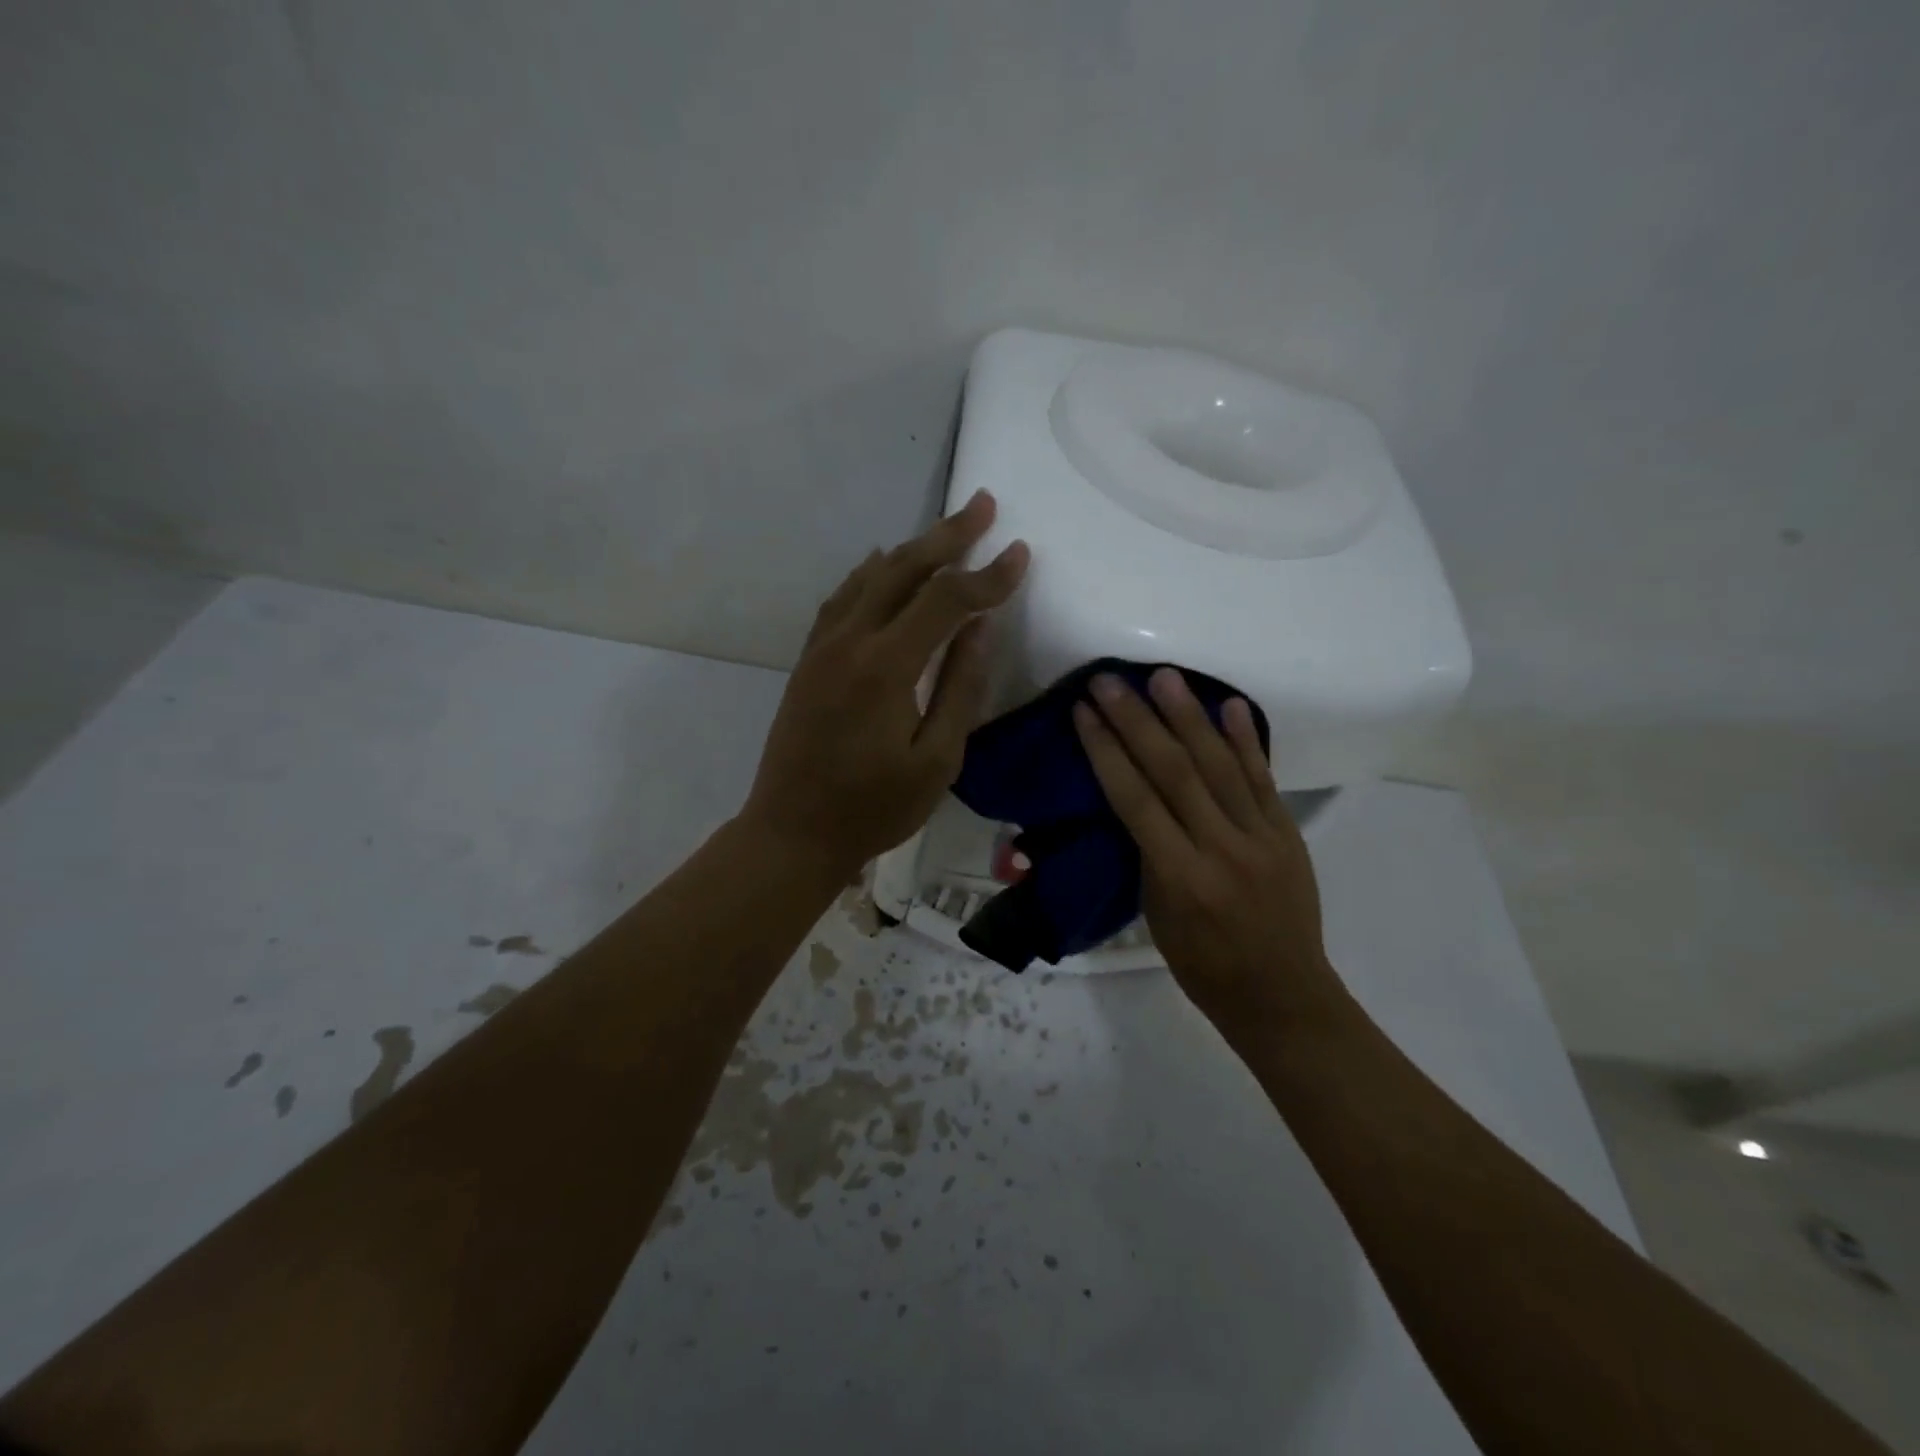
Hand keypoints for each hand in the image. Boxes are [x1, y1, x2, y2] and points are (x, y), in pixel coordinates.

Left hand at [741, 491, 1028, 879]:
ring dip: (910, 550)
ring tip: (945, 532)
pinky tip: (882, 565)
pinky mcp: (808, 660)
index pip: (946, 601)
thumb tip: (981, 628)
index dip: (987, 576)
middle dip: (947, 536)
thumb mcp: (936, 761)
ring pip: (869, 577)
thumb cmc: (872, 809)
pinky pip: (842, 599)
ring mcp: (822, 647)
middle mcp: (849, 641)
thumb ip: (961, 688)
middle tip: (981, 504)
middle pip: (903, 569)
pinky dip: (871, 575)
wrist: (791, 832)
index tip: (1019, 553)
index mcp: (885, 667)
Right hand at [1072, 668, 1347, 1036]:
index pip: (1134, 800)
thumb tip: (1137, 799)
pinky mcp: (1288, 833)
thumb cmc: (1202, 966)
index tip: (1084, 713)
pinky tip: (1230, 705)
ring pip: (1220, 765)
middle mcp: (1221, 849)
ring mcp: (1261, 837)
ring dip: (1189, 716)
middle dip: (1137, 721)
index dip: (1106, 751)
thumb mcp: (1156, 916)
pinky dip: (1246, 740)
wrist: (1282, 995)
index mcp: (1180, 877)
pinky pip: (1263, 779)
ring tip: (1164, 677)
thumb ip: (1148, 853)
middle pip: (1174, 771)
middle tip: (1111, 681)